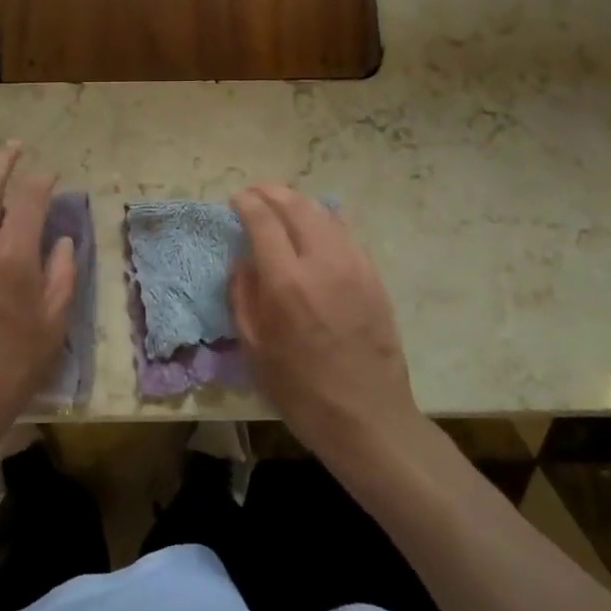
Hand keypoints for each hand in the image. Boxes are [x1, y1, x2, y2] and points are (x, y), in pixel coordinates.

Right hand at [229, 185, 423, 467]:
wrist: (368, 417)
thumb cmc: (301, 391)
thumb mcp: (254, 349)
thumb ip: (243, 297)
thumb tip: (243, 262)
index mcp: (287, 283)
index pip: (263, 221)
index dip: (247, 204)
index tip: (236, 200)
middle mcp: (322, 263)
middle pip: (297, 207)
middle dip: (272, 193)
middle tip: (256, 193)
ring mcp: (354, 267)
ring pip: (325, 214)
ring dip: (300, 203)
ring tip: (283, 206)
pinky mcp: (374, 277)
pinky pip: (347, 234)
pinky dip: (325, 221)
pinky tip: (317, 228)